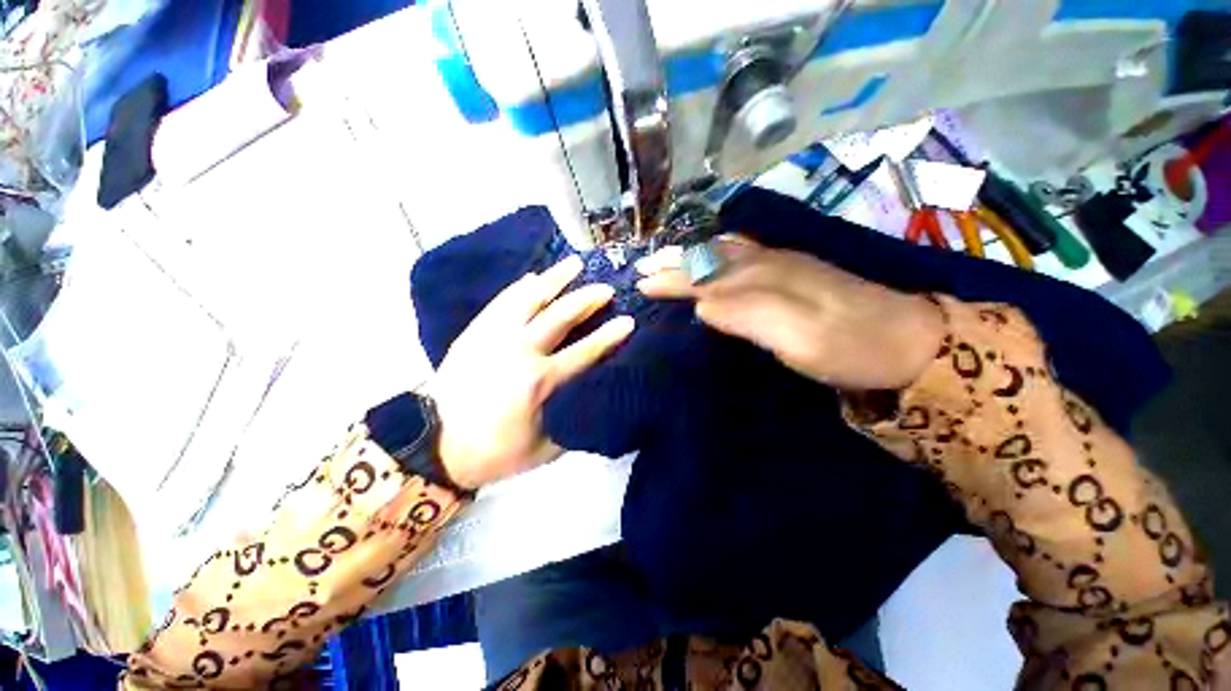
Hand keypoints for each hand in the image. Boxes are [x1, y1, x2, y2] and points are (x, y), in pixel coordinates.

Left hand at [427, 255, 633, 489]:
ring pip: (529, 299)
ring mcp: (493, 337)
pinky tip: (534, 277)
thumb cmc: (498, 451)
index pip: (585, 351)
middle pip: (560, 316)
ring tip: (574, 265)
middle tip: (606, 288)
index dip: (609, 335)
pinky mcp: (474, 333)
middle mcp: (519, 351)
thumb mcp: (547, 447)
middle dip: (587, 299)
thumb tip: (594, 392)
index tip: (628, 320)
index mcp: (540, 381)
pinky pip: (501, 302)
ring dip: (555, 280)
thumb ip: (573, 416)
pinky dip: (520, 288)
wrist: (439, 447)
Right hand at [637, 236, 942, 390]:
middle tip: (644, 266)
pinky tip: (717, 252)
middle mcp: (769, 264)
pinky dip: (722, 251)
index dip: (672, 279)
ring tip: (669, 256)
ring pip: (726, 251)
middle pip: (711, 258)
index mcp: (765, 280)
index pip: (705, 276)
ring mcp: (784, 264)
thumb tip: (702, 306)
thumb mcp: (799, 340)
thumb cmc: (850, 347)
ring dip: (694, 253)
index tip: (641, 283)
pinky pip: (747, 253)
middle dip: (675, 261)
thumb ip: (747, 317)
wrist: (911, 341)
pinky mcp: (795, 271)